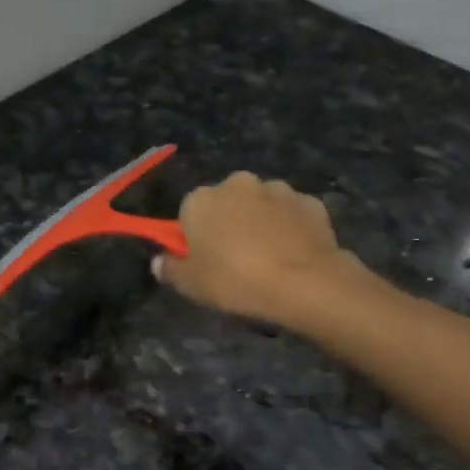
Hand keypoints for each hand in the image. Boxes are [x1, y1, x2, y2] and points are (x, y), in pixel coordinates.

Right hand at [153, 171, 348, 325]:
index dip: (194, 237)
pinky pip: (291, 215)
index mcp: (201, 199)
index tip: (203, 261)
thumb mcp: (192, 285)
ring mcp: (277, 189)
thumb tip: (159, 262)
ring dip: (260, 223)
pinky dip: (290, 228)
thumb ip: (170, 270)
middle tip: (235, 261)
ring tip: (269, 259)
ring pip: (261, 205)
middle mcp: (237, 183)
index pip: (188, 212)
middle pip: (226, 203)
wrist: (303, 283)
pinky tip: (294, 255)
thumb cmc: (235, 281)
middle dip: (228, 223)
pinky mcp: (310, 202)